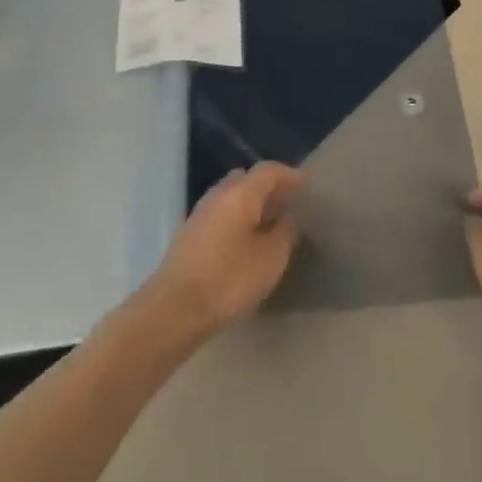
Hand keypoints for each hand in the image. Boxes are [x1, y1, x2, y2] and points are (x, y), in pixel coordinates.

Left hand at [143, 163, 302, 335]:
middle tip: (289, 205)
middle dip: (269, 188)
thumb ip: (286, 232)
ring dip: (252, 205)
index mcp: (240, 193)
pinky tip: (247, 242)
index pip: (269, 170)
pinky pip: (221, 215)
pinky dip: (237, 220)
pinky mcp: (189, 236)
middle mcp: (218, 195)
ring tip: (272, 225)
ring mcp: (200, 214)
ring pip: (231, 198)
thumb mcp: (270, 258)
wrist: (173, 311)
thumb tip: (290, 216)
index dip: (290, 175)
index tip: (308, 186)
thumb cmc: (229, 280)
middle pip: (246, 179)